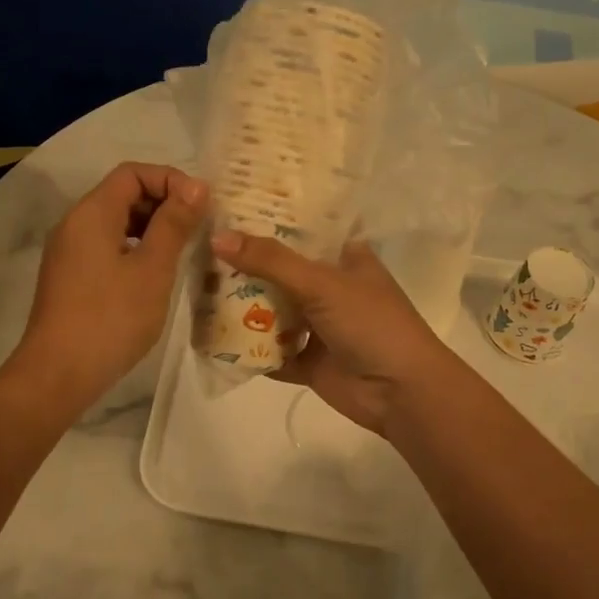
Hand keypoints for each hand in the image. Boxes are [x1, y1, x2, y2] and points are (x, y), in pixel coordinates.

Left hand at [16, 163, 207, 399]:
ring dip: (151, 228)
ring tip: (183, 251)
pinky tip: (156, 275)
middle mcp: (75, 224)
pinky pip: (107, 247)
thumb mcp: (152, 269)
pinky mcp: (70, 277)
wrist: (57, 374)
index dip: (170, 180)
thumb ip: (174, 224)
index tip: (201, 205)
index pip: (132, 173)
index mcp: (92, 213)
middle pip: (122, 194)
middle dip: (163, 203)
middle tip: (198, 228)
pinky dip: (135, 249)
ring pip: (116, 223)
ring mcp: (69, 252)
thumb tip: (195, 186)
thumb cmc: (111, 318)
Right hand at [210, 230, 459, 435]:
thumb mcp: (322, 283)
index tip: (226, 205)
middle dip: (244, 264)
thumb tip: (217, 237)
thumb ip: (270, 261)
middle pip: (279, 270)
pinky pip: (271, 351)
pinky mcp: (308, 361)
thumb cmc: (371, 323)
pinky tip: (210, 338)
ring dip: (241, 306)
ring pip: (272, 310)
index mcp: (343, 257)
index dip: (268, 217)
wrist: (401, 393)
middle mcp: (329, 286)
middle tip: (197, 247)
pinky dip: (248, 348)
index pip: (301, 227)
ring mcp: (318, 325)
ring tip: (196, 288)